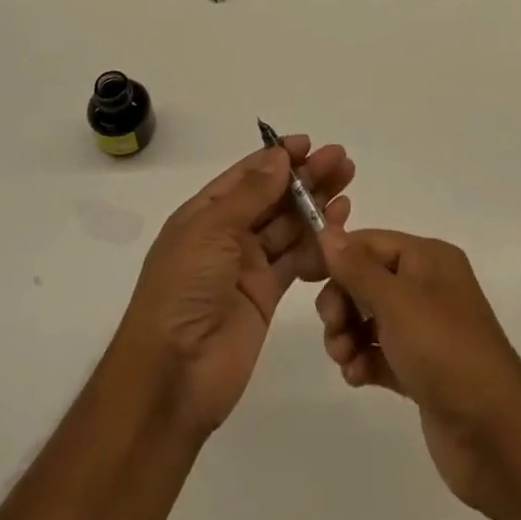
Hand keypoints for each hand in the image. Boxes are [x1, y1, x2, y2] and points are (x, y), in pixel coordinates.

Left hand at [115, 136, 353, 437]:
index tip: (309, 144)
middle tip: (342, 161)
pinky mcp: (265, 296)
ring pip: (288, 227)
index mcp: (205, 213)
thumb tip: (279, 156)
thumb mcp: (211, 231)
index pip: (247, 176)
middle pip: (273, 197)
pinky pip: (295, 262)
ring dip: (315, 207)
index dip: (277, 158)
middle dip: (305, 178)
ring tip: (347, 189)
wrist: (173, 375)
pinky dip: (316, 246)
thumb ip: (250, 194)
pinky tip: (338, 230)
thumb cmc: (183, 290)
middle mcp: (226, 235)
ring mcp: (246, 266)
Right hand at [316, 223, 520, 516]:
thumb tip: (328, 231)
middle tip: (333, 329)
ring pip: (370, 318)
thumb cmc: (445, 352)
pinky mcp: (422, 370)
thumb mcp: (397, 302)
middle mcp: (428, 287)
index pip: (371, 242)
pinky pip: (381, 353)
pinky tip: (356, 377)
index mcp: (429, 259)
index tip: (304, 277)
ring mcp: (426, 330)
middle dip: (343, 302)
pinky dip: (364, 360)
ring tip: (345, 360)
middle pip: (367, 280)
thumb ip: (358, 268)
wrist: (496, 437)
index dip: (338, 256)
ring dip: (349, 334)